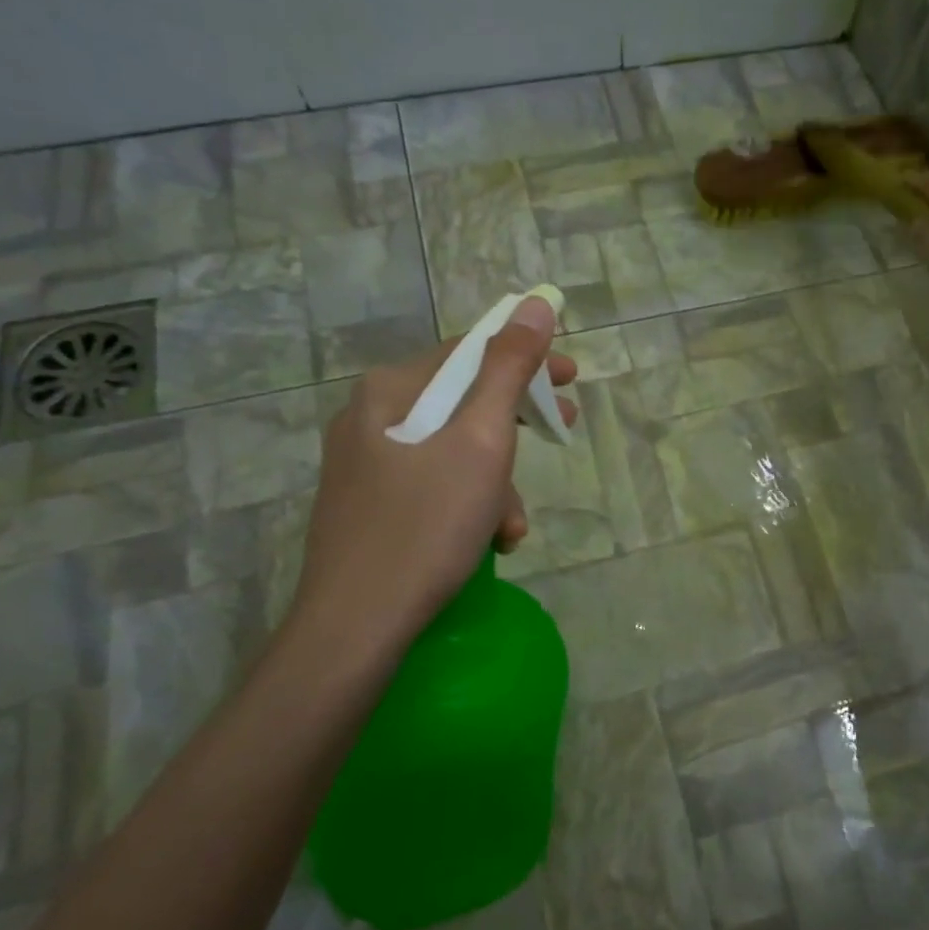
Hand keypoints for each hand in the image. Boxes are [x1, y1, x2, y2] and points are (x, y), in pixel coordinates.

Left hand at [284, 296, 578, 674]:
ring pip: (452, 451)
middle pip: (462, 401)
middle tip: (565, 431)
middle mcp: (370, 417)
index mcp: (390, 391)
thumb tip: (535, 303)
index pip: (469, 352)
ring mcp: (365, 464)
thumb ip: (509, 369)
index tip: (573, 378)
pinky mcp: (369, 506)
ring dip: (496, 481)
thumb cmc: (426, 526)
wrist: (356, 626)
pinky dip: (468, 504)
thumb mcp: (481, 441)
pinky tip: (488, 542)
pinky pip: (433, 485)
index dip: (527, 359)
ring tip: (512, 526)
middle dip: (517, 424)